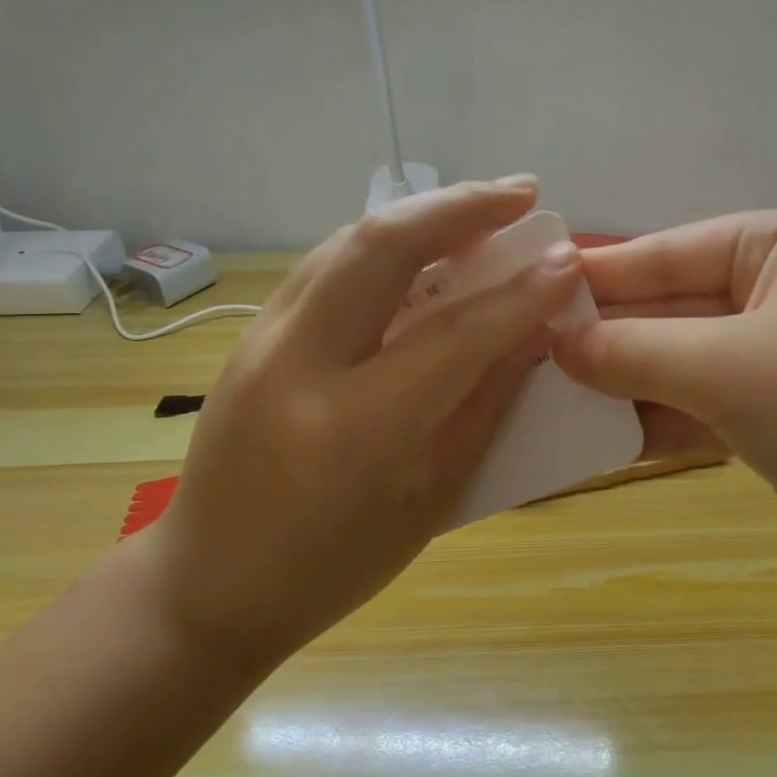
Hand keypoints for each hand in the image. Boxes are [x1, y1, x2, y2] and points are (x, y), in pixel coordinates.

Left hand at [140, 180, 584, 665]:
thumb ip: (483, 407)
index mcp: (353, 429)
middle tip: (523, 192)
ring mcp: (262, 340)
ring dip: (421, 215)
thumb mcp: (429, 500)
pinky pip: (326, 265)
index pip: (454, 334)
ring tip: (481, 208)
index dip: (521, 294)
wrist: (208, 584)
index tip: (568, 259)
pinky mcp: (250, 334)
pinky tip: (420, 248)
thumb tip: (531, 334)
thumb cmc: (333, 567)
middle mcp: (298, 364)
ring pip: (348, 241)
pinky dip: (382, 243)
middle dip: (461, 206)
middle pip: (382, 246)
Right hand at [553, 212, 776, 582]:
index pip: (670, 250)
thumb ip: (633, 350)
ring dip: (624, 383)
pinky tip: (595, 436)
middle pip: (673, 308)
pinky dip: (655, 420)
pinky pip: (701, 406)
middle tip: (525, 350)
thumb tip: (554, 342)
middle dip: (606, 335)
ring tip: (545, 395)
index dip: (600, 273)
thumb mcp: (726, 367)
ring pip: (682, 362)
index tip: (530, 288)